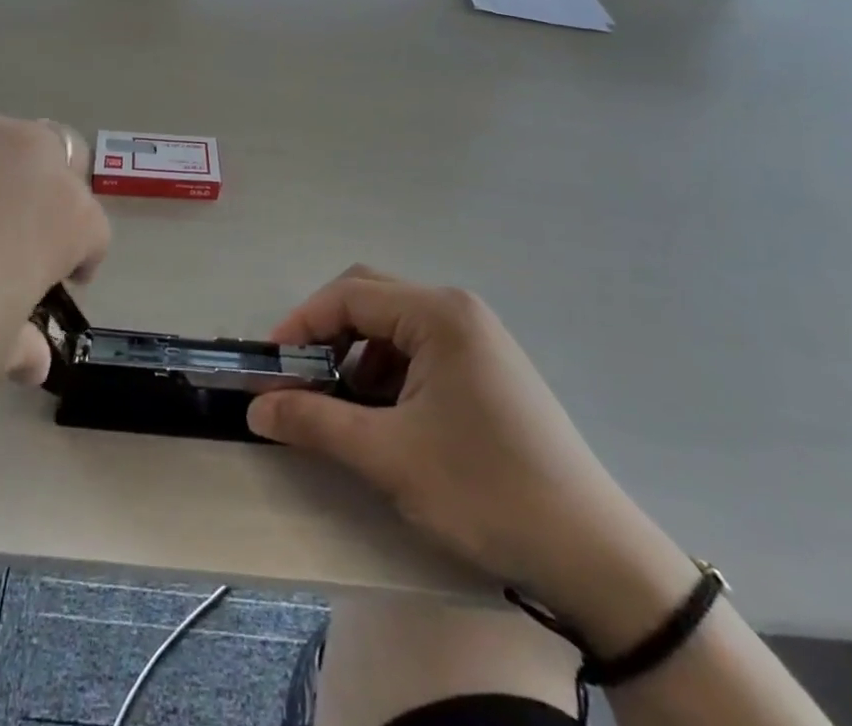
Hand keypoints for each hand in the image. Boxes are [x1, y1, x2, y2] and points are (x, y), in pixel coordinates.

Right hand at [247, 267, 696, 650]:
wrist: (596, 557)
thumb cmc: (485, 490)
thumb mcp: (389, 457)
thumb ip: (316, 423)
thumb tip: (255, 408)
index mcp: (438, 314)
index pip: (349, 295)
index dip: (301, 325)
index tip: (270, 366)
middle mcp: (457, 310)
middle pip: (370, 299)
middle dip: (326, 335)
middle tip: (298, 378)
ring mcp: (477, 338)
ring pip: (393, 327)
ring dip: (356, 357)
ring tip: (340, 406)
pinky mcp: (487, 368)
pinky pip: (420, 350)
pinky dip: (387, 373)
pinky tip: (384, 417)